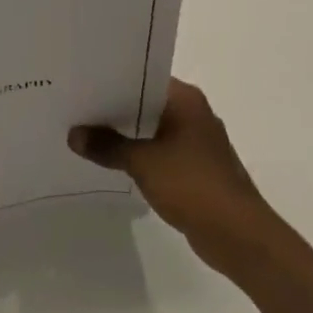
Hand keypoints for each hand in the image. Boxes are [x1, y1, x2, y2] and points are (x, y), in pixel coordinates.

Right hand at [69, 79, 277, 277]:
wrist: (239, 235)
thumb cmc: (192, 185)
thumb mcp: (142, 162)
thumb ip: (107, 146)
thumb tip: (73, 135)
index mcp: (185, 99)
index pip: (143, 77)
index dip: (113, 80)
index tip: (84, 82)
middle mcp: (194, 112)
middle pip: (147, 103)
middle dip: (116, 109)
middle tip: (78, 107)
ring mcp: (197, 142)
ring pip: (153, 129)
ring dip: (128, 135)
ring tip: (89, 134)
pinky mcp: (197, 169)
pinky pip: (161, 152)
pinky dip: (141, 155)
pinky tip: (115, 162)